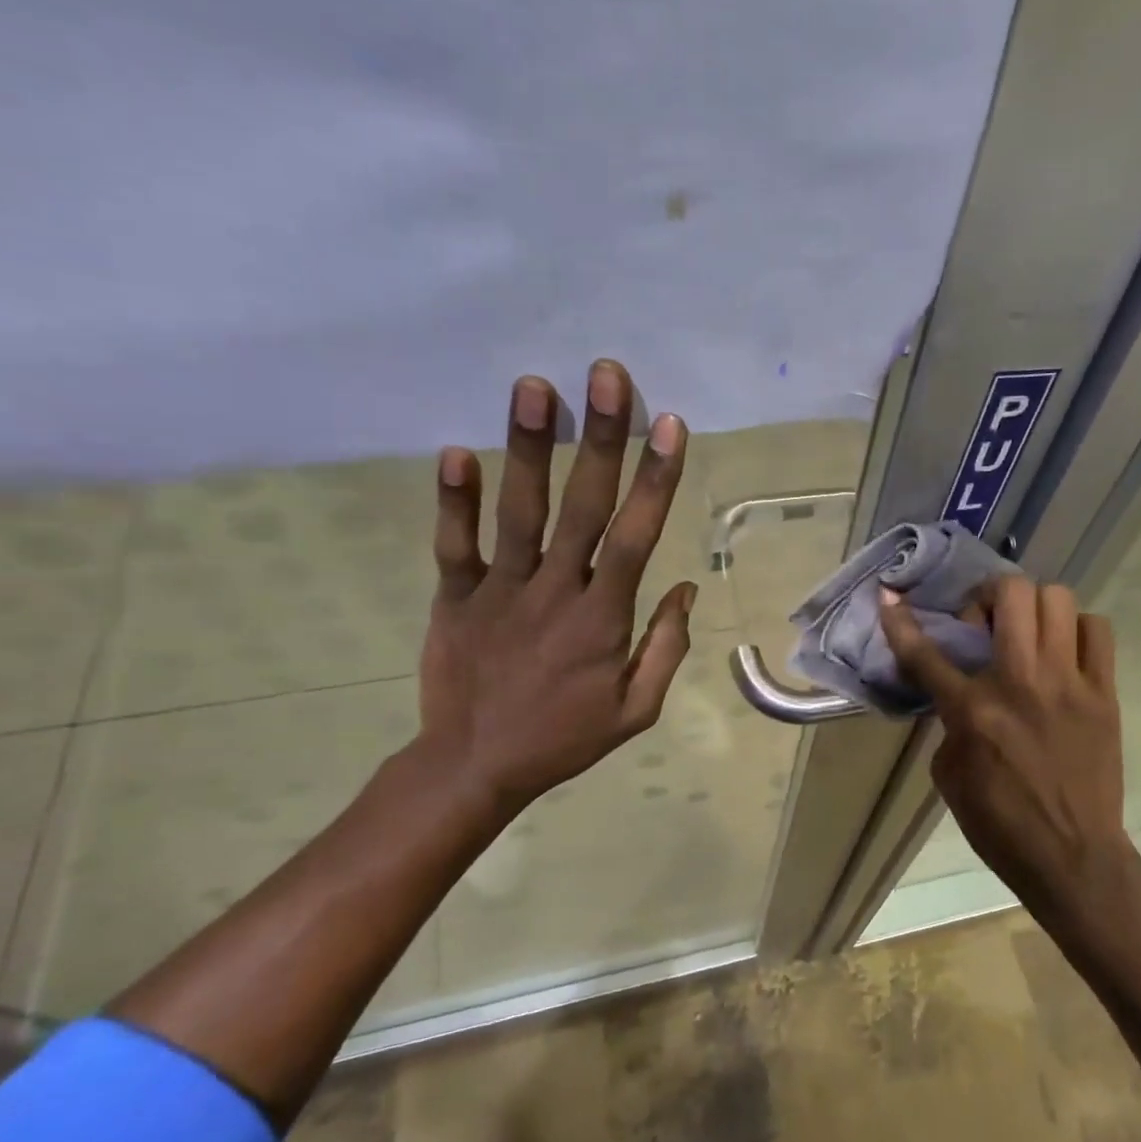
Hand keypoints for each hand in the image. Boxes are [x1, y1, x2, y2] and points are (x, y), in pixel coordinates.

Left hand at [414, 359, 696, 823]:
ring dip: (527, 448)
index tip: (668, 424)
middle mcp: (555, 590)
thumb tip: (686, 588)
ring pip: (519, 512)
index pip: (636, 537)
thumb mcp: (636, 710)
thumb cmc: (565, 737)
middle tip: (606, 375)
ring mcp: (500, 590)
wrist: (475, 766)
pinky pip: (455, 544)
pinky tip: (454, 451)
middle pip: (582, 506)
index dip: (655, 479)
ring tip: (533, 385)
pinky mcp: (455, 597)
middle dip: (599, 438)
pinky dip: (453, 501)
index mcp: (603, 617)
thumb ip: (666, 647)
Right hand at [879, 576, 1125, 898]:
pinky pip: (1097, 631)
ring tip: (1028, 633)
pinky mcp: (1104, 693)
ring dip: (1033, 607)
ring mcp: (1069, 683)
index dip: (900, 622)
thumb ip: (950, 722)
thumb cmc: (1000, 824)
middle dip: (987, 596)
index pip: (926, 653)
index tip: (889, 598)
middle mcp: (1021, 683)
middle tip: (985, 623)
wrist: (1072, 857)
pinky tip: (1064, 652)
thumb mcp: (950, 775)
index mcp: (973, 710)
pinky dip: (1076, 629)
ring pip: (1057, 599)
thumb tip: (958, 692)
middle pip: (1010, 594)